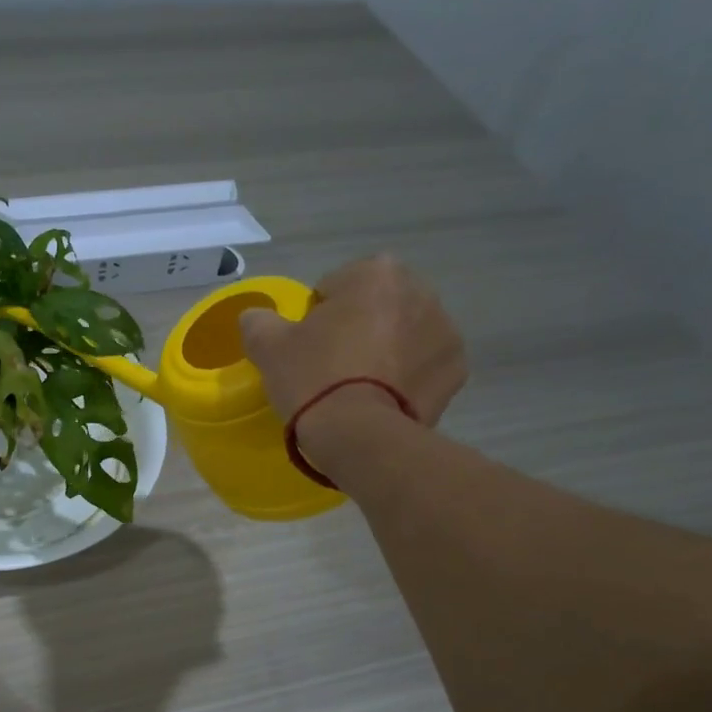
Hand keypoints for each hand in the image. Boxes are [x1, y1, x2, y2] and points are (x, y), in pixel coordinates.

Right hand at [239, 254, 467, 458]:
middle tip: (331, 368)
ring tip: (359, 388)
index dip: (316, 316)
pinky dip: (407, 377)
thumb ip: (258, 321)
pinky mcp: (456, 371)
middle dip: (358, 327)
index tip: (306, 347)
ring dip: (385, 350)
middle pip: (376, 306)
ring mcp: (445, 331)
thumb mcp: (268, 347)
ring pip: (403, 334)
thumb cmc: (314, 379)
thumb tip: (255, 317)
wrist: (361, 437)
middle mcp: (420, 291)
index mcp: (376, 274)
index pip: (335, 285)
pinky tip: (384, 400)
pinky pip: (423, 365)